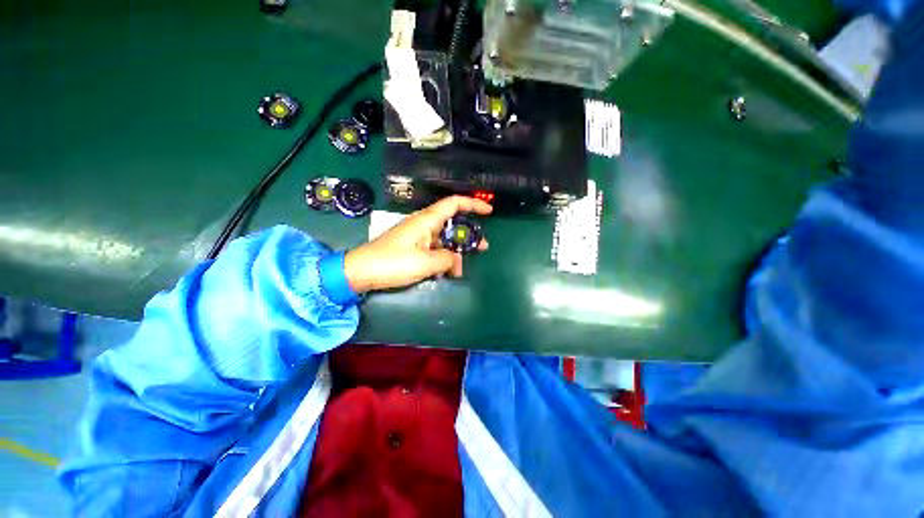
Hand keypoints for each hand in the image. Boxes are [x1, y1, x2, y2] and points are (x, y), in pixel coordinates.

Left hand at [344, 196, 491, 292]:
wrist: (360, 271)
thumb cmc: (392, 263)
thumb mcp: (425, 263)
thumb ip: (447, 260)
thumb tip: (457, 262)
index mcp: (426, 220)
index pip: (454, 204)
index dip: (473, 205)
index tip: (489, 211)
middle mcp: (423, 224)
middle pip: (452, 223)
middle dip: (469, 234)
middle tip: (483, 247)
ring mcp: (418, 237)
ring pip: (444, 238)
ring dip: (456, 250)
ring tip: (463, 267)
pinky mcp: (413, 248)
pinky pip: (434, 249)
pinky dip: (443, 258)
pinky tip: (447, 272)